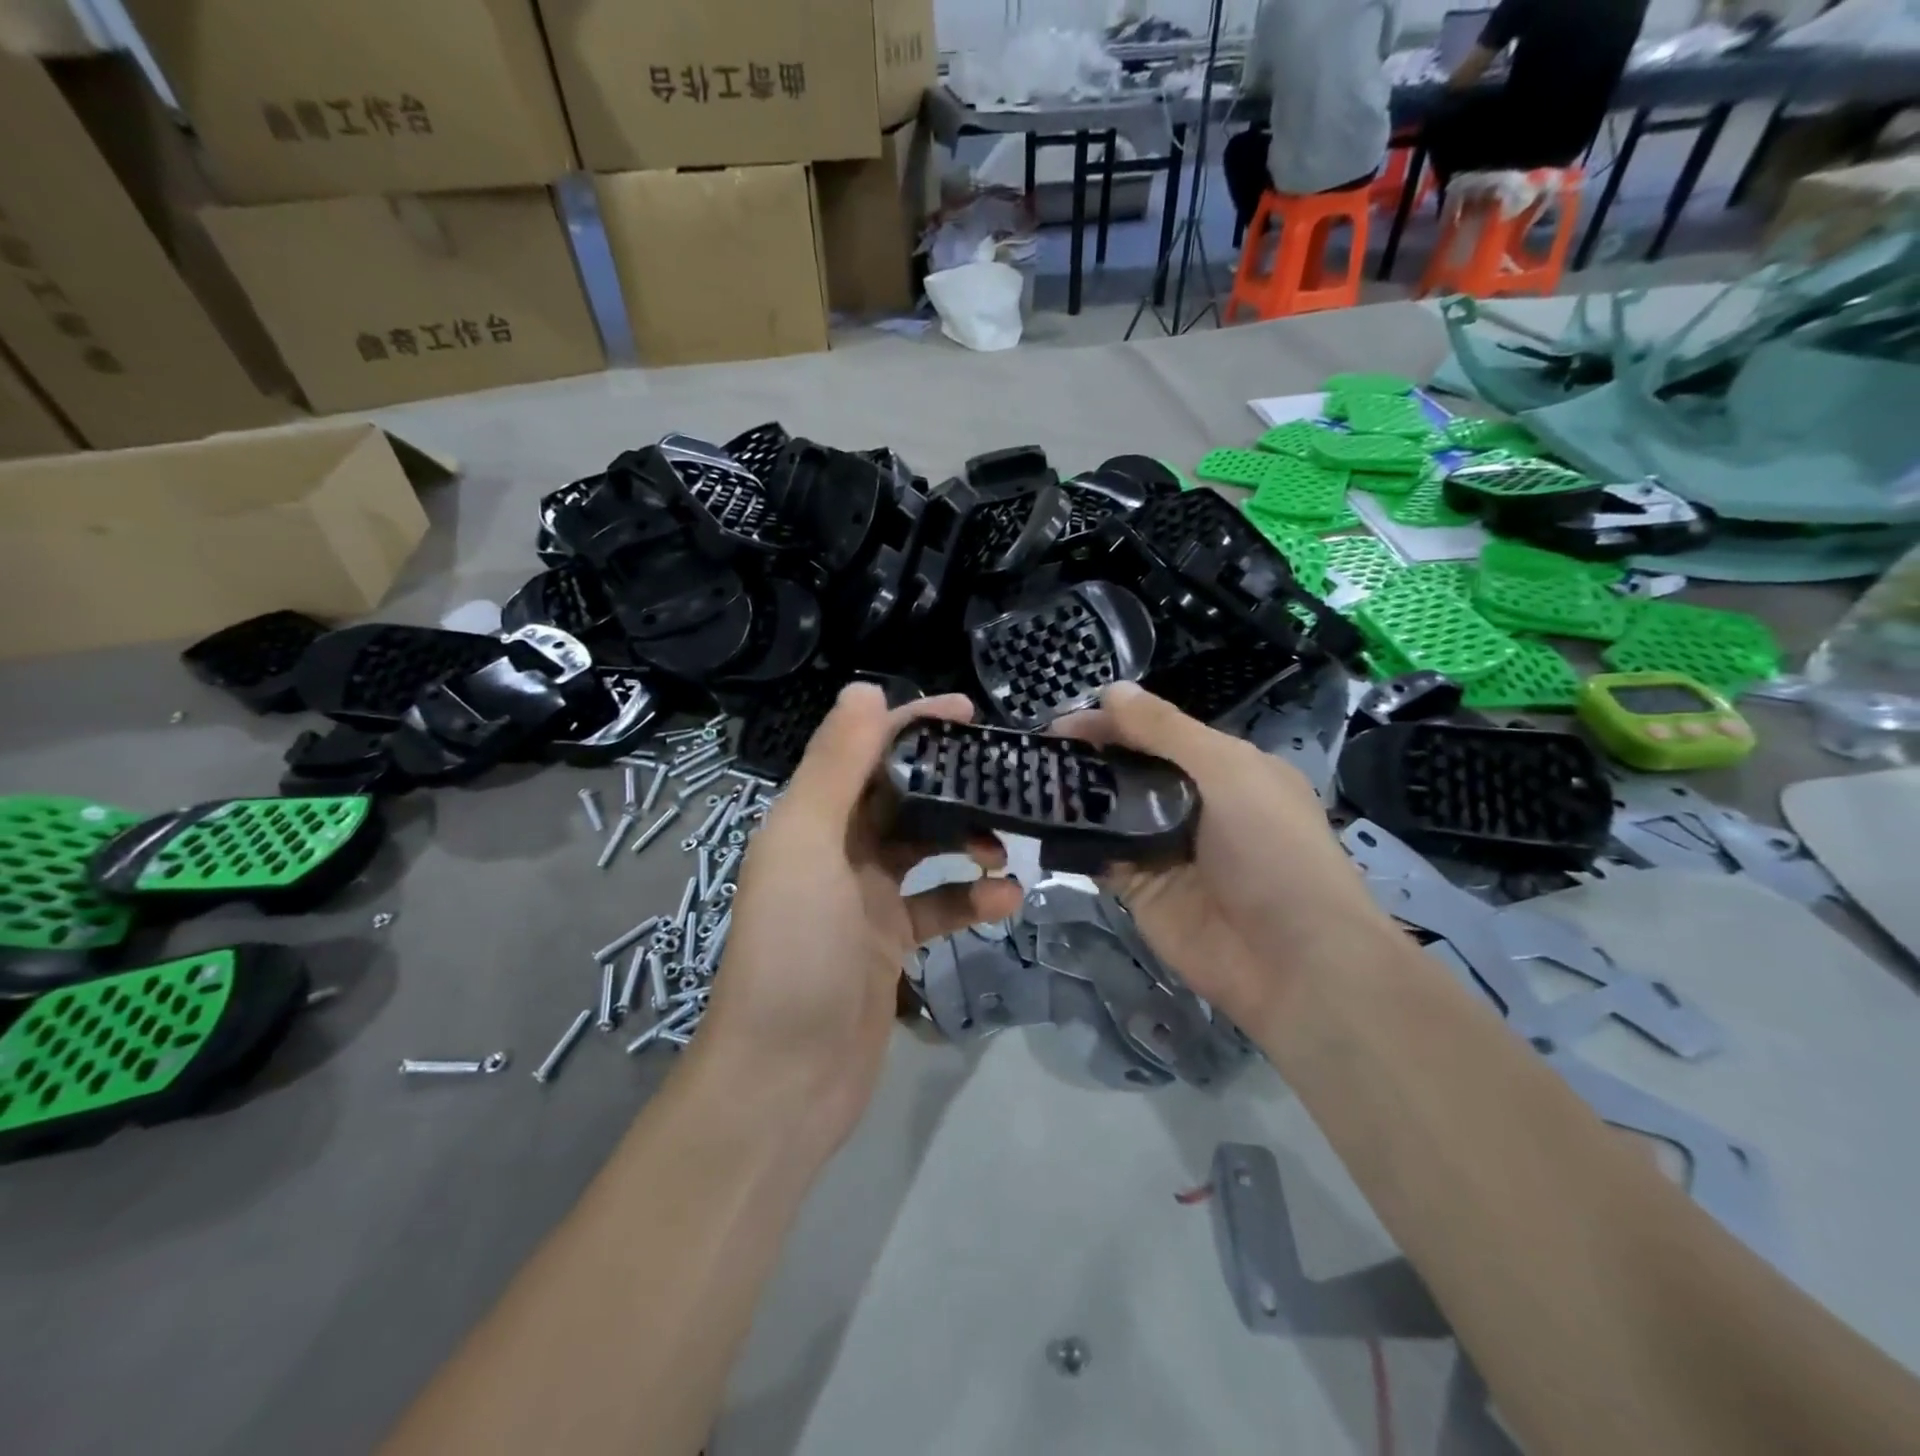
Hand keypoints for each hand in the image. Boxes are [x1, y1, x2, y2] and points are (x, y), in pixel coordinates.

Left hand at [699, 685, 1024, 1151]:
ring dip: (968, 840)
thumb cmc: (795, 951)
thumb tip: (865, 687)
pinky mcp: (890, 941)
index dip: (913, 723)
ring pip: (927, 848)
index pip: (865, 749)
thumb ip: (837, 766)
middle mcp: (835, 847)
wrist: (785, 1078)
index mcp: (810, 817)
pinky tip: (1006, 901)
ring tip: (1006, 848)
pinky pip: (938, 904)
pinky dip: (971, 897)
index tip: (971, 713)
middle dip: (952, 782)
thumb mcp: (809, 845)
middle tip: (1008, 777)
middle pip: (902, 795)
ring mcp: (864, 897)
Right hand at [1057, 682, 1393, 1033]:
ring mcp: (1163, 849)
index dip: (1112, 722)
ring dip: (1075, 798)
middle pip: (1129, 769)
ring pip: (1109, 812)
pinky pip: (1100, 856)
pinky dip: (1074, 841)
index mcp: (1223, 768)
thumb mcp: (1227, 772)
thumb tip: (1111, 689)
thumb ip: (1165, 730)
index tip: (1062, 722)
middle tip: (1035, 753)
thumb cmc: (1272, 850)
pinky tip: (1041, 826)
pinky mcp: (1140, 890)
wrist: (1292, 961)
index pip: (1157, 732)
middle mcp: (1191, 803)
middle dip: (1087, 757)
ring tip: (1028, 782)